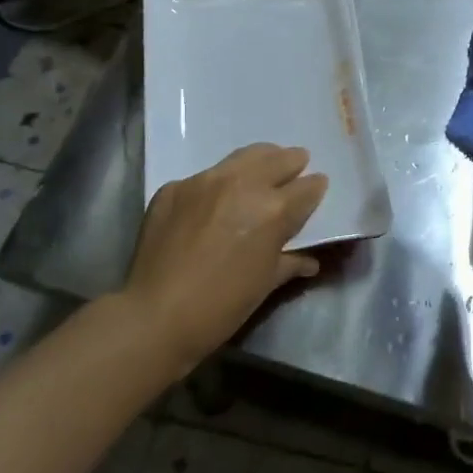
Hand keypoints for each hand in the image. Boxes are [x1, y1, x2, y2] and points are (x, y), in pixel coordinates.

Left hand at [121, 144, 329, 371]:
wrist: (155, 315)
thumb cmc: (221, 306)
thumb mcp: (265, 285)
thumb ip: (290, 262)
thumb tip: (310, 260)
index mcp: (273, 210)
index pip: (307, 187)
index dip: (315, 187)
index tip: (317, 187)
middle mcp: (242, 184)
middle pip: (278, 159)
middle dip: (292, 162)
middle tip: (296, 166)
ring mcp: (205, 181)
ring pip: (243, 157)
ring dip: (260, 161)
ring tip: (263, 168)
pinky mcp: (175, 187)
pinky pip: (205, 178)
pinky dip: (218, 184)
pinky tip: (214, 201)